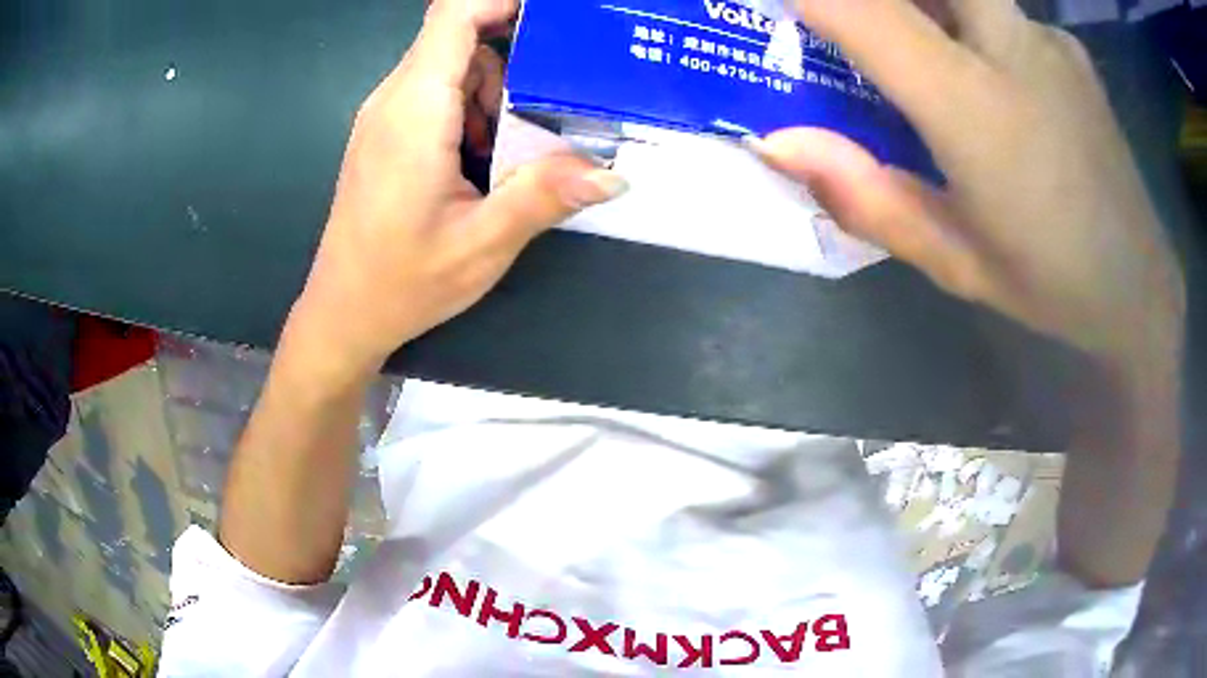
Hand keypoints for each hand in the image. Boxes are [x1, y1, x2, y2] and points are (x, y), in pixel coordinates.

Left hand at [288, 0, 626, 378]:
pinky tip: (486, 162)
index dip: (502, 1)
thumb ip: (544, 198)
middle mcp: (394, 100)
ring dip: (496, 93)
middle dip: (515, 58)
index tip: (554, 19)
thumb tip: (612, 174)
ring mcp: (386, 116)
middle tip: (555, 104)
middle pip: (461, 38)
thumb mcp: (482, 245)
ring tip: (516, 151)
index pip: (453, 16)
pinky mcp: (388, 134)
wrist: (344, 313)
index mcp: (414, 112)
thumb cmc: (402, 283)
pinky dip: (474, 112)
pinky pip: (438, 95)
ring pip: (453, 67)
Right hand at [758, 0, 1183, 371]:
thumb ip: (866, 195)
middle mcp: (1013, 48)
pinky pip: (999, 9)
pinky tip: (992, 74)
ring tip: (924, 56)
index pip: (865, 11)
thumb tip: (777, 142)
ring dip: (926, 7)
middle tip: (860, 29)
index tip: (778, 7)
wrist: (1140, 288)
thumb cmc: (1049, 284)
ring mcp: (1047, 39)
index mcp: (976, 110)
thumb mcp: (953, 260)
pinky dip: (972, 21)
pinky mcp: (1068, 47)